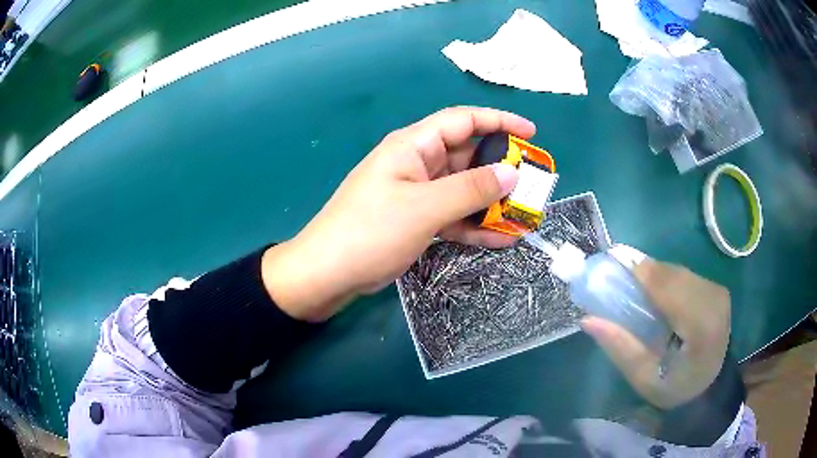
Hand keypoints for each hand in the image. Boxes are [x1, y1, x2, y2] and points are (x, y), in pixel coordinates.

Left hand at [262, 107, 535, 320]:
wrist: (329, 273)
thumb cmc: (371, 231)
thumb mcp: (425, 207)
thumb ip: (471, 189)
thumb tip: (511, 173)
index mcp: (413, 146)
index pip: (463, 121)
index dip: (499, 121)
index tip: (531, 133)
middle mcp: (418, 164)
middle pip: (468, 156)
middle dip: (501, 169)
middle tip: (533, 184)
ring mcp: (418, 193)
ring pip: (464, 189)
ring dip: (492, 202)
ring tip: (525, 215)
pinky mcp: (417, 220)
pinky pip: (454, 216)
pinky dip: (476, 225)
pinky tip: (502, 238)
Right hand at [581, 258, 730, 408]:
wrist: (711, 386)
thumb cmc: (675, 388)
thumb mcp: (644, 379)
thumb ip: (621, 349)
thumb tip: (588, 320)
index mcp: (701, 327)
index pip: (669, 289)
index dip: (641, 274)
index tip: (611, 266)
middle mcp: (714, 301)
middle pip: (672, 274)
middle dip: (644, 273)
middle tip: (617, 278)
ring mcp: (717, 291)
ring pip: (678, 271)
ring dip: (654, 274)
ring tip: (634, 285)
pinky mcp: (716, 288)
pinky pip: (685, 274)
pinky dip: (666, 278)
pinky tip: (655, 292)